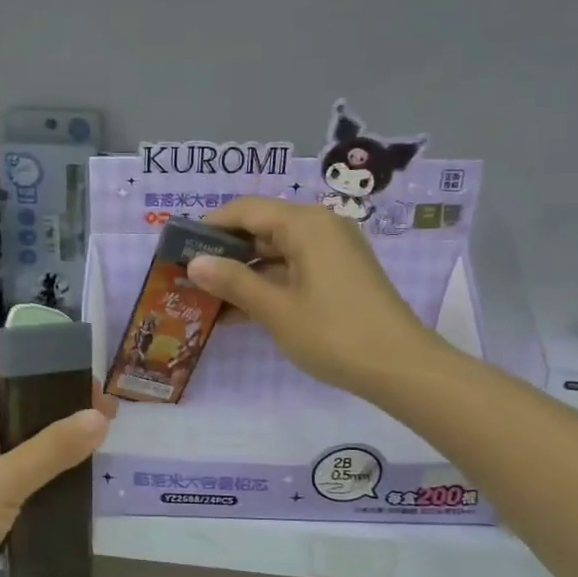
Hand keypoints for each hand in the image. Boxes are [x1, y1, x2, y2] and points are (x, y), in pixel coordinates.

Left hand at [0, 357, 109, 576]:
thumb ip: (53, 448)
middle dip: (52, 408)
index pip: (4, 365)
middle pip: (5, 399)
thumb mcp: (2, 483)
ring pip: (0, 437)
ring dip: (39, 442)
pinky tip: (55, 486)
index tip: (93, 389)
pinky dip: (22, 471)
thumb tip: (99, 416)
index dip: (50, 371)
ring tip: (88, 450)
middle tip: (101, 422)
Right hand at [187, 196, 435, 398]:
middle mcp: (321, 227)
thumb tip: (194, 262)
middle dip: (224, 251)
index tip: (177, 247)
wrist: (400, 367)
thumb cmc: (333, 333)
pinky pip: (294, 269)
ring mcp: (333, 252)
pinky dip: (267, 284)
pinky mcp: (340, 275)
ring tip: (206, 297)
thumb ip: (234, 281)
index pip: (245, 210)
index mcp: (305, 224)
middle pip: (261, 227)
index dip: (208, 225)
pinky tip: (239, 311)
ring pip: (276, 251)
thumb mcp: (276, 309)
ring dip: (243, 272)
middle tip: (187, 275)